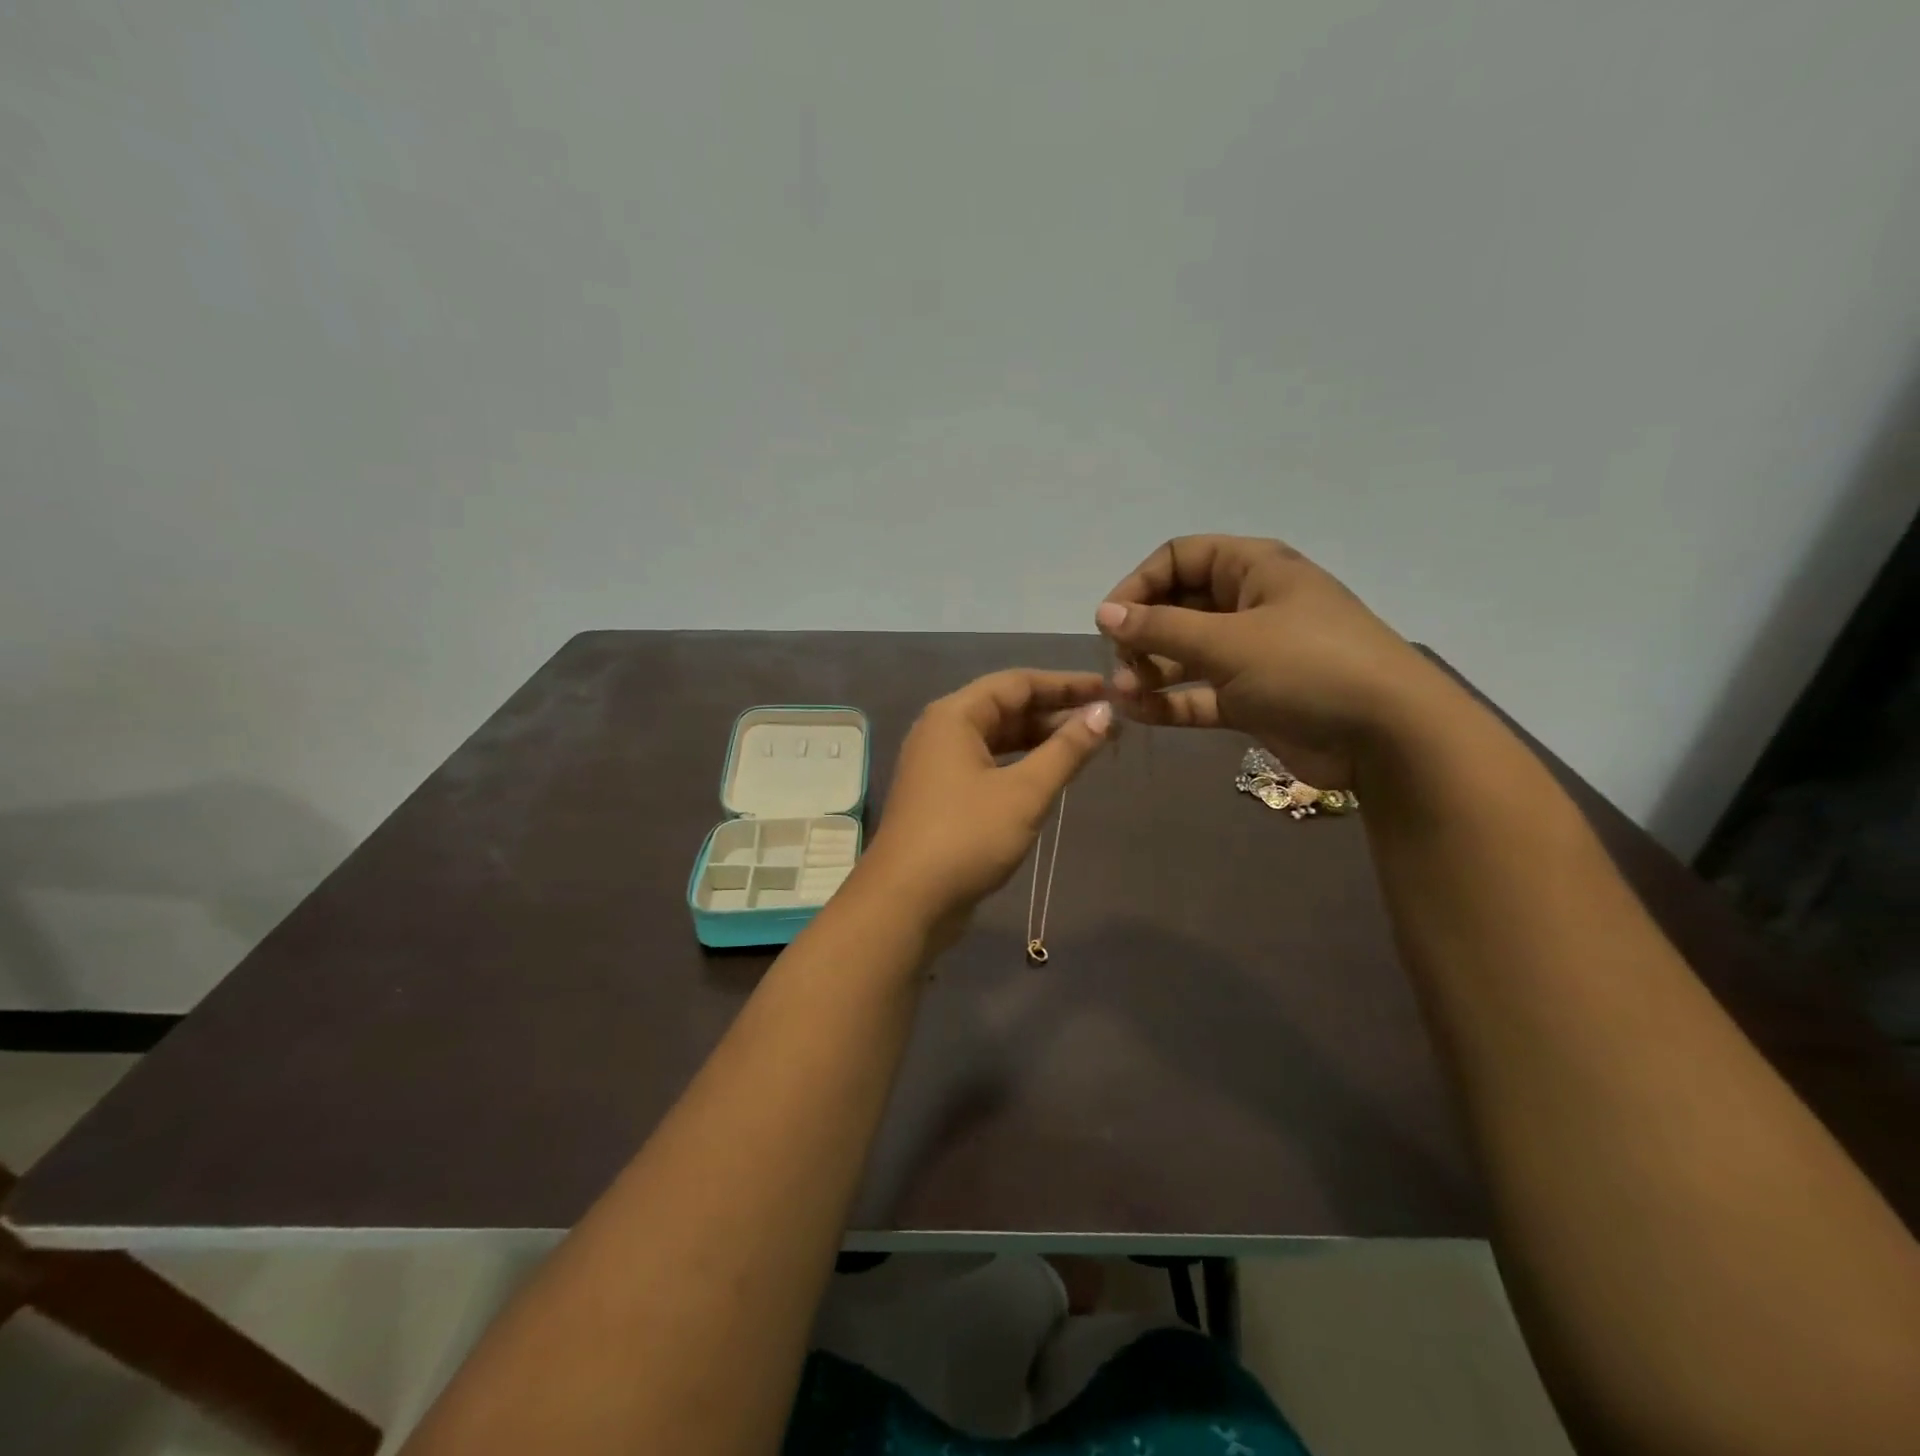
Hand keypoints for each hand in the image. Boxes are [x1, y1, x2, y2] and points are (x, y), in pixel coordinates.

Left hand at [862, 670, 1113, 930]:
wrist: (906, 901)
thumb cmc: (966, 837)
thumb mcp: (1025, 792)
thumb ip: (1066, 750)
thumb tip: (1104, 714)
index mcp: (955, 715)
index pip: (1017, 683)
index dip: (1065, 684)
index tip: (1107, 690)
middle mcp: (942, 731)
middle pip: (1006, 708)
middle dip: (1056, 713)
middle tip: (1105, 722)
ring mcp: (938, 765)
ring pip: (998, 739)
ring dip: (1040, 740)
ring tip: (1087, 746)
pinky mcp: (942, 796)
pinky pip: (988, 765)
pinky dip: (1021, 765)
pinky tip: (1050, 775)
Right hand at [1094, 535, 1450, 787]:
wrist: (1387, 736)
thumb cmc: (1308, 667)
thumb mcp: (1229, 641)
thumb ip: (1161, 627)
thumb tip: (1104, 613)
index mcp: (1254, 570)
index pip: (1181, 557)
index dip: (1140, 583)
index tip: (1111, 619)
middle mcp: (1250, 605)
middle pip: (1178, 606)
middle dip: (1143, 632)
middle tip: (1121, 662)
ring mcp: (1252, 655)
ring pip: (1185, 654)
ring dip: (1150, 670)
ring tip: (1123, 692)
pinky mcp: (1252, 699)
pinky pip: (1199, 694)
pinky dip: (1169, 702)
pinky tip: (1138, 713)